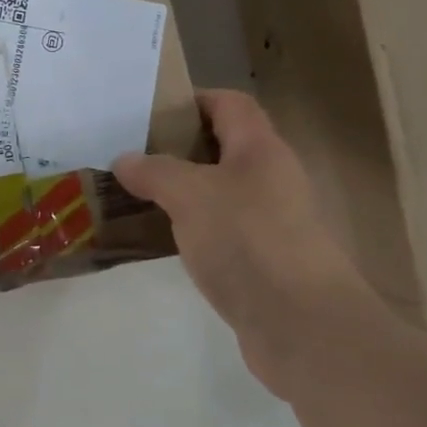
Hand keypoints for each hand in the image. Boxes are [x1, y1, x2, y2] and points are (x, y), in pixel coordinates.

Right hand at [114, 89, 380, 394]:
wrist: (302, 327)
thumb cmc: (248, 241)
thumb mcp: (191, 195)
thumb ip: (155, 172)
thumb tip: (124, 160)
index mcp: (260, 150)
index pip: (230, 104)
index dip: (193, 100)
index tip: (149, 112)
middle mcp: (270, 179)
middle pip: (223, 147)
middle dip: (177, 148)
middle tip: (132, 156)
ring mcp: (269, 222)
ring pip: (219, 192)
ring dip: (181, 192)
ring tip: (136, 195)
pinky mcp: (262, 261)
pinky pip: (220, 231)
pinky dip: (191, 229)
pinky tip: (160, 240)